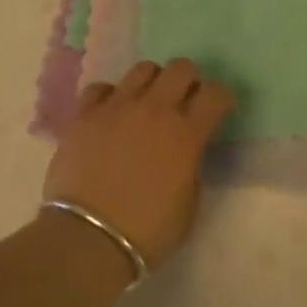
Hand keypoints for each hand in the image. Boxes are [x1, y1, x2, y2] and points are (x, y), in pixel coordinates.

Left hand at [45, 59, 233, 268]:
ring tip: (146, 104)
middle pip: (181, 68)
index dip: (221, 98)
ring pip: (143, 69)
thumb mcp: (188, 206)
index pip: (216, 94)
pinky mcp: (85, 115)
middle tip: (184, 101)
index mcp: (186, 134)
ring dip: (152, 82)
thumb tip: (185, 155)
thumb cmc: (147, 232)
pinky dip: (110, 97)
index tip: (219, 109)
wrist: (88, 238)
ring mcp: (117, 107)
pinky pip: (101, 88)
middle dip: (188, 80)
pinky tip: (110, 114)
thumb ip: (192, 169)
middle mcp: (155, 110)